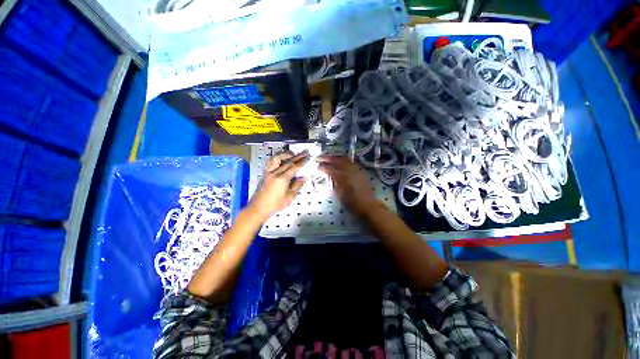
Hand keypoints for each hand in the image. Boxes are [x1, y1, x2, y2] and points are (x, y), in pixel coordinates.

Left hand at [249, 151, 309, 218]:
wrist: (258, 207)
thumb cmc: (275, 204)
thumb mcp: (290, 197)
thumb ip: (297, 185)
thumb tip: (304, 178)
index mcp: (282, 179)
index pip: (294, 167)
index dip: (302, 161)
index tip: (308, 157)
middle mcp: (275, 172)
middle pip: (288, 161)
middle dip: (298, 156)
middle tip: (305, 152)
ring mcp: (269, 172)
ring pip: (277, 158)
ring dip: (285, 154)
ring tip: (292, 153)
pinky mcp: (265, 173)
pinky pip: (270, 162)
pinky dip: (276, 158)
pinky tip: (280, 159)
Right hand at [318, 155, 380, 215]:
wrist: (368, 205)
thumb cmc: (352, 202)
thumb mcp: (339, 194)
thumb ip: (334, 183)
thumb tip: (329, 175)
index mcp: (343, 177)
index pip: (330, 169)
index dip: (322, 167)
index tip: (317, 167)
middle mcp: (349, 170)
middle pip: (337, 160)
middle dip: (328, 158)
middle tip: (320, 158)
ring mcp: (356, 169)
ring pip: (344, 159)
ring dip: (335, 157)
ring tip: (329, 158)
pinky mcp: (360, 170)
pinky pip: (350, 162)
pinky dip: (343, 160)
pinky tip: (340, 162)